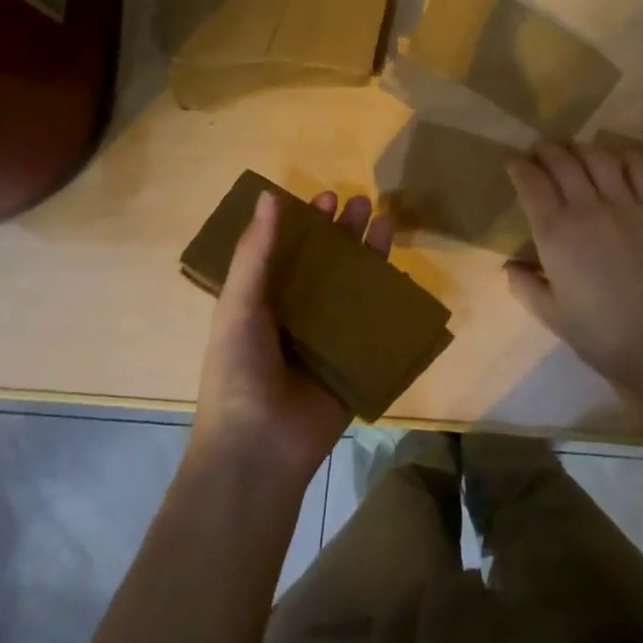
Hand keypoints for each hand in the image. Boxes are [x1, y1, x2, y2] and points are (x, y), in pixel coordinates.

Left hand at [193, 188, 393, 485]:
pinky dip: (390, 300)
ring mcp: (330, 338)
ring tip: (386, 222)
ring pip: (355, 288)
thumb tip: (270, 195)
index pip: (291, 250)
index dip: (308, 222)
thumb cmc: (239, 370)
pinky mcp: (356, 361)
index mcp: (266, 300)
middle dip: (345, 232)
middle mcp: (299, 314)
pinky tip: (404, 274)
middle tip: (362, 203)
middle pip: (328, 264)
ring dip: (370, 256)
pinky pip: (376, 325)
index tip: (326, 196)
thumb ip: (256, 253)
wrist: (259, 447)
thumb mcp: (239, 305)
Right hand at [505, 142, 642, 388]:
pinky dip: (626, 156)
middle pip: (562, 162)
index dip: (519, 168)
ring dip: (581, 150)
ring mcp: (624, 204)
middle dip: (546, 151)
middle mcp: (586, 208)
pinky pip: (641, 168)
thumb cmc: (599, 333)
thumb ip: (525, 286)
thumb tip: (508, 268)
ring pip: (598, 157)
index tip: (515, 164)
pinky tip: (619, 161)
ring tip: (576, 154)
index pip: (531, 183)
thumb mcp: (551, 315)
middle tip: (541, 154)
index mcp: (554, 233)